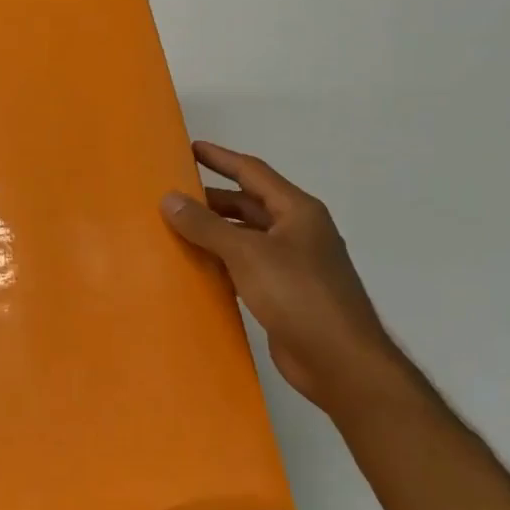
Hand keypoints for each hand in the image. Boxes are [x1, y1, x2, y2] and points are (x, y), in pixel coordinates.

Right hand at [162, 142, 402, 413]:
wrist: (340, 361)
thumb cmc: (298, 295)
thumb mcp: (247, 253)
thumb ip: (206, 225)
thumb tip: (169, 198)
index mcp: (297, 211)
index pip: (253, 173)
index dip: (221, 158)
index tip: (189, 148)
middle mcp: (297, 232)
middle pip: (248, 204)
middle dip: (211, 199)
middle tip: (171, 196)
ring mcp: (293, 264)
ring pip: (246, 237)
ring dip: (214, 232)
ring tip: (174, 229)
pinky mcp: (284, 294)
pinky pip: (246, 267)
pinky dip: (221, 262)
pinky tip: (196, 268)